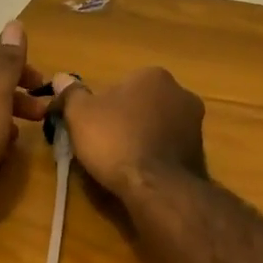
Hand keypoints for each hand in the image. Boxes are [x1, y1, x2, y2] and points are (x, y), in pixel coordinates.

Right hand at [50, 67, 206, 199]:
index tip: (91, 126)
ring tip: (122, 163)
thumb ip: (71, 93)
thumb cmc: (116, 140)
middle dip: (126, 120)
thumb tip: (60, 77)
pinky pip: (169, 149)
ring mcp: (195, 124)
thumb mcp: (80, 114)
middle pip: (142, 104)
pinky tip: (141, 173)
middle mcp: (181, 93)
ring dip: (143, 138)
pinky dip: (156, 157)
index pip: (122, 85)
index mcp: (154, 75)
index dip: (103, 106)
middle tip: (105, 144)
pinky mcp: (201, 153)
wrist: (157, 187)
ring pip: (158, 127)